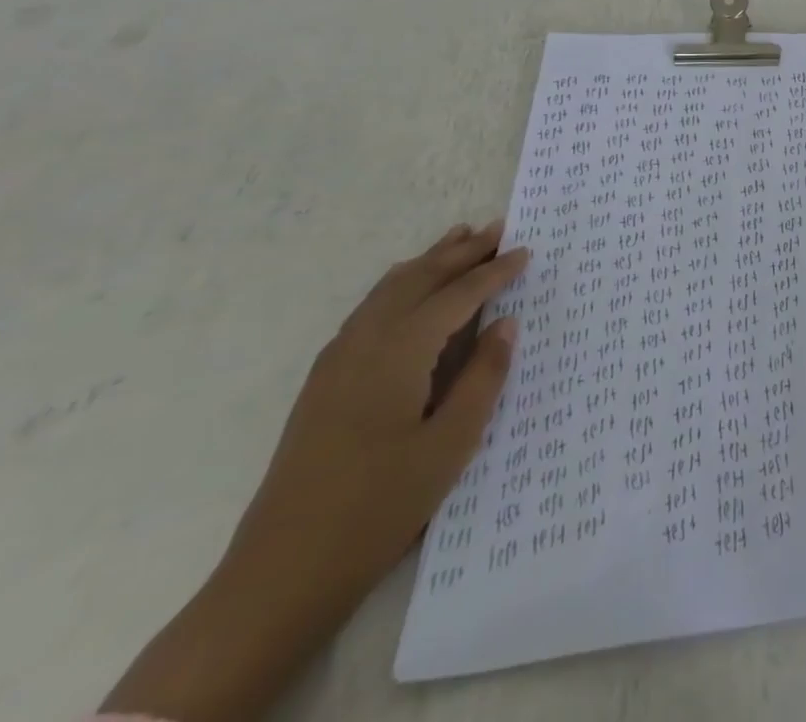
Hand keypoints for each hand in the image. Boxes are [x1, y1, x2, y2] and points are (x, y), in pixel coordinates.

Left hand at [103, 221, 527, 721]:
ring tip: (457, 239)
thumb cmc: (379, 507)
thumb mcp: (450, 444)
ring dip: (427, 262)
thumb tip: (506, 324)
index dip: (494, 272)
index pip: (456, 296)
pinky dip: (399, 287)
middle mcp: (363, 344)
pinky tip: (409, 292)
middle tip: (497, 228)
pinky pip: (368, 311)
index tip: (526, 252)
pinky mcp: (323, 384)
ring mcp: (335, 364)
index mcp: (398, 353)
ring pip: (387, 291)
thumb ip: (482, 377)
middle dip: (458, 252)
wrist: (279, 576)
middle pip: (417, 280)